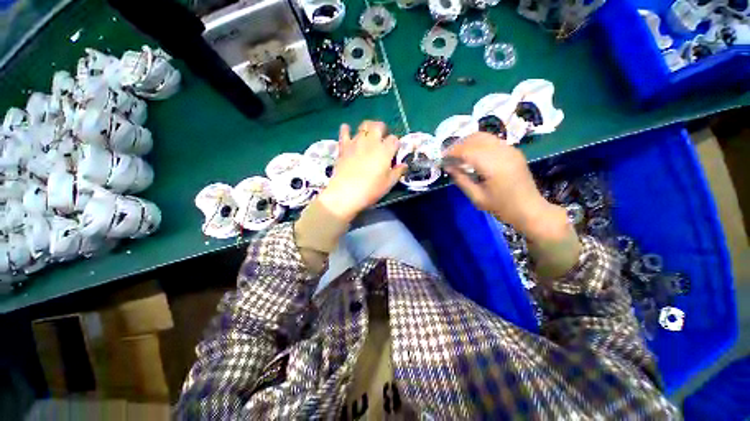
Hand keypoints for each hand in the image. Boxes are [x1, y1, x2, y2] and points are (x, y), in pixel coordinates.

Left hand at [317, 121, 405, 221]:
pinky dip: (346, 129)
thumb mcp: (388, 184)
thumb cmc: (371, 190)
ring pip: (364, 125)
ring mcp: (356, 142)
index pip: (394, 140)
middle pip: (379, 126)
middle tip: (382, 138)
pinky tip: (347, 130)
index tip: (394, 152)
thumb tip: (404, 165)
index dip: (395, 144)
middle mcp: (371, 142)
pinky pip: (344, 132)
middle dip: (383, 129)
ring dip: (368, 128)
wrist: (346, 193)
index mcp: (385, 150)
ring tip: (368, 135)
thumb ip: (397, 172)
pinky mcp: (344, 146)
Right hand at [445, 132, 567, 242]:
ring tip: (458, 154)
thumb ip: (461, 180)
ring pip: (484, 136)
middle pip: (476, 139)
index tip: (442, 157)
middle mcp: (503, 152)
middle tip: (448, 156)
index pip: (468, 151)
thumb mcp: (477, 197)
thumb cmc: (501, 207)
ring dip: (468, 142)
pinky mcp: (513, 151)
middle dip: (459, 145)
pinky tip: (472, 155)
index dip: (453, 152)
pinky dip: (478, 144)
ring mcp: (510, 149)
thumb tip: (448, 166)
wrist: (529, 209)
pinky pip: (491, 141)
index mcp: (494, 166)